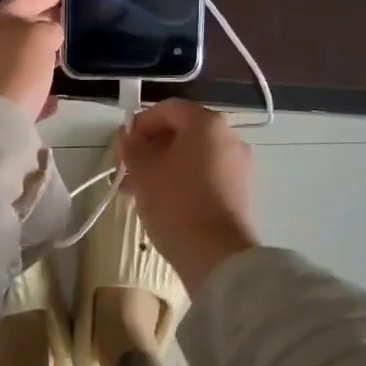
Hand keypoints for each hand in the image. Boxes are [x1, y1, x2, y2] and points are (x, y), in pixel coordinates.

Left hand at [0, 0, 62, 121]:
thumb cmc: (14, 71)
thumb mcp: (39, 38)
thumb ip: (50, 28)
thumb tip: (51, 35)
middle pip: (20, 26)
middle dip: (45, 23)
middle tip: (71, 21)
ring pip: (20, 58)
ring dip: (41, 56)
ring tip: (65, 57)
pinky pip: (20, 89)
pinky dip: (36, 88)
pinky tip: (54, 98)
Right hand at [118, 99, 258, 291]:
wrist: (218, 256)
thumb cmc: (176, 203)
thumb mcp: (143, 171)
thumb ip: (132, 147)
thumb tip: (129, 137)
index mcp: (206, 123)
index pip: (168, 109)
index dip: (142, 123)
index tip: (124, 145)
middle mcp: (228, 137)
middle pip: (183, 133)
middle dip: (152, 148)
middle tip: (128, 170)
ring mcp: (239, 166)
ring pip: (193, 156)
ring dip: (165, 167)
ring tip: (139, 192)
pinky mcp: (241, 192)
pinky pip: (207, 175)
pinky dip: (184, 181)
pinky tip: (163, 203)